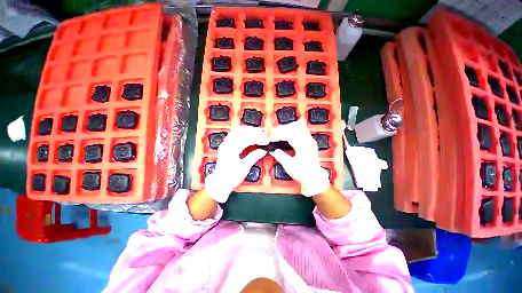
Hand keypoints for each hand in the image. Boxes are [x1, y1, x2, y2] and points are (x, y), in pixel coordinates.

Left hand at [205, 126, 268, 202]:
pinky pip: (235, 134)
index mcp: (230, 150)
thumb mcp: (244, 167)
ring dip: (248, 130)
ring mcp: (225, 144)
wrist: (220, 182)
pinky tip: (250, 135)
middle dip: (253, 131)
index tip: (265, 140)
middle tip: (263, 134)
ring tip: (258, 133)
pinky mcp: (226, 145)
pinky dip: (244, 133)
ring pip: (237, 131)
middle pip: (241, 131)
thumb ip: (254, 157)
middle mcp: (226, 144)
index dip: (257, 138)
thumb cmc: (231, 177)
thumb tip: (263, 150)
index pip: (245, 139)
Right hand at [269, 120, 329, 196]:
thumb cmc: (303, 173)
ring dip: (286, 128)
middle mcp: (308, 140)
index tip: (271, 138)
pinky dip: (291, 130)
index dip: (278, 134)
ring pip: (298, 126)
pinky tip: (286, 135)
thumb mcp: (289, 167)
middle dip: (281, 129)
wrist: (314, 178)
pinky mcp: (309, 141)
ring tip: (278, 134)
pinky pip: (300, 130)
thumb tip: (273, 150)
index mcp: (303, 146)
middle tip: (273, 135)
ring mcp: (309, 139)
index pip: (289, 134)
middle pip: (293, 127)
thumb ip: (280, 157)